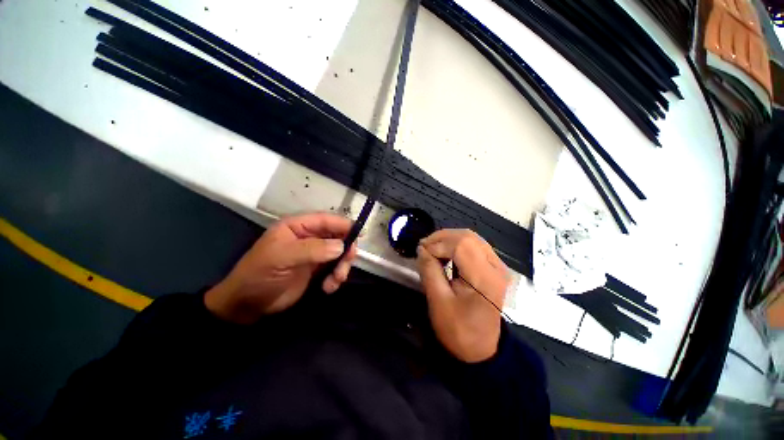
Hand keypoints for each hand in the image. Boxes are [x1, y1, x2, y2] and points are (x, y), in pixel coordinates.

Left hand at [205, 213, 357, 323]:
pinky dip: (336, 277)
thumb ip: (313, 249)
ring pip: (339, 253)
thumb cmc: (260, 274)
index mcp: (298, 226)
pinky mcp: (317, 270)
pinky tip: (328, 287)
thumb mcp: (282, 258)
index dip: (343, 225)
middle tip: (347, 263)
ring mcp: (314, 254)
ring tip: (336, 280)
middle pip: (337, 236)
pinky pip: (335, 268)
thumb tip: (341, 246)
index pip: (326, 220)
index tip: (359, 234)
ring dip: (342, 266)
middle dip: (345, 249)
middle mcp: (309, 237)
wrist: (247, 305)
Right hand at [417, 229, 509, 362]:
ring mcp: (498, 266)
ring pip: (471, 238)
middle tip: (424, 246)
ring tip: (432, 248)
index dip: (438, 243)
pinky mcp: (494, 267)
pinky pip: (474, 245)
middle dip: (442, 237)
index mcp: (485, 279)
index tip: (421, 251)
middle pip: (468, 237)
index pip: (461, 245)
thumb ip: (429, 271)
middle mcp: (497, 267)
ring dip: (449, 239)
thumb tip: (421, 249)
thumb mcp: (438, 302)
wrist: (482, 349)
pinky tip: (445, 252)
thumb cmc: (459, 330)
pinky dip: (456, 244)